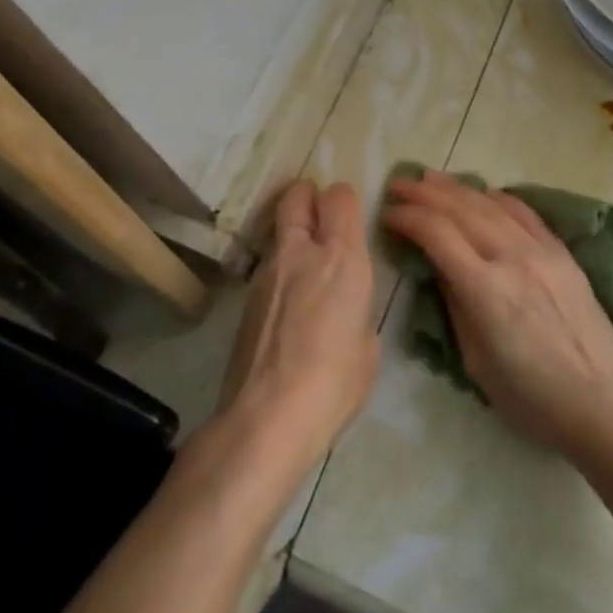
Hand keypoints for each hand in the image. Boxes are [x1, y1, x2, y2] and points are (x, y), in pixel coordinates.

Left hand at [217, 180, 378, 470]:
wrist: (268, 417)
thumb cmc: (336, 381)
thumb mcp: (368, 343)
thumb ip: (358, 309)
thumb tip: (346, 308)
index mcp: (342, 256)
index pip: (340, 196)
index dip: (345, 201)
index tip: (351, 218)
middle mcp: (301, 252)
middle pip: (296, 196)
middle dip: (307, 196)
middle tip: (319, 216)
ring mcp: (266, 273)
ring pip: (279, 232)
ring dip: (292, 238)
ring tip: (305, 271)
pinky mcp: (245, 299)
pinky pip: (267, 268)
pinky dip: (280, 273)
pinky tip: (288, 308)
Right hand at [382, 172, 612, 460]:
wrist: (601, 402)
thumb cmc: (531, 398)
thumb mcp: (476, 362)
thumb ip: (456, 305)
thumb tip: (439, 267)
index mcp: (486, 290)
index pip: (437, 235)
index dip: (408, 218)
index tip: (387, 214)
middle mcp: (512, 258)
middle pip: (460, 210)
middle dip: (424, 193)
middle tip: (398, 184)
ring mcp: (541, 250)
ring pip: (491, 204)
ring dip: (456, 188)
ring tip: (430, 178)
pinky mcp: (562, 252)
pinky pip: (525, 212)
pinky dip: (498, 197)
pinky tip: (483, 192)